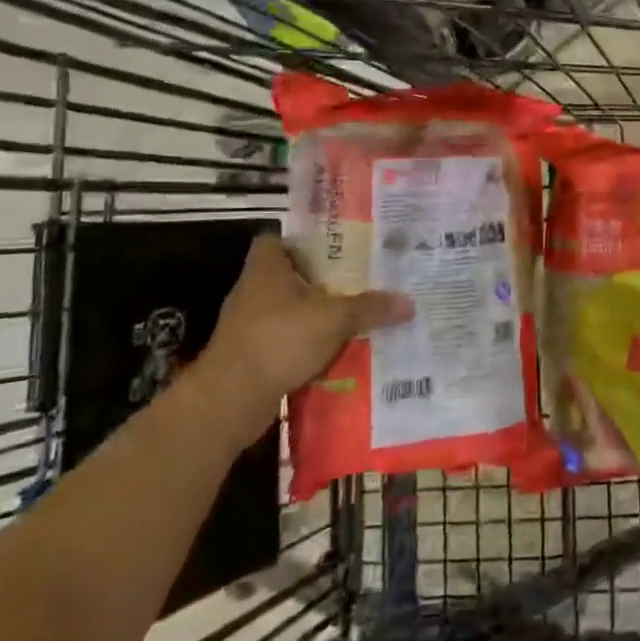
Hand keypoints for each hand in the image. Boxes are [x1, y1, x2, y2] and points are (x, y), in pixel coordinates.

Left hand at [191, 236, 412, 442]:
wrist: (230, 400)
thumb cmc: (279, 340)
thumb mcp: (334, 319)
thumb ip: (370, 307)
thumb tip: (409, 303)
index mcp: (266, 269)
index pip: (276, 240)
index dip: (301, 241)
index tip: (334, 248)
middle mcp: (253, 291)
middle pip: (288, 276)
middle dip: (320, 280)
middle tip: (358, 280)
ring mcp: (248, 325)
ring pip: (288, 311)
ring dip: (314, 315)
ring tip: (353, 316)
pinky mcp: (251, 355)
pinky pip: (285, 341)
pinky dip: (306, 345)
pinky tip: (335, 352)